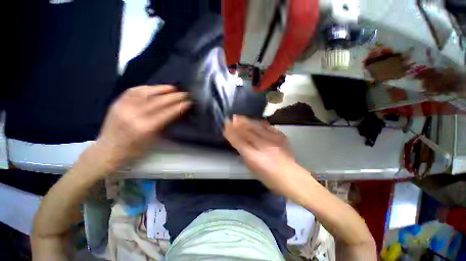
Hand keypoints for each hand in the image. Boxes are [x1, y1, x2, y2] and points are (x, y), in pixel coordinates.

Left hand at [95, 85, 190, 168]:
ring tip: (173, 88)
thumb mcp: (154, 140)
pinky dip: (146, 88)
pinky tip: (155, 87)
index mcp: (145, 128)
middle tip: (185, 94)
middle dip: (175, 96)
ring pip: (146, 93)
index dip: (180, 106)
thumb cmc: (135, 151)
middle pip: (159, 101)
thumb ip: (166, 124)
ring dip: (162, 89)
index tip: (189, 102)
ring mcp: (123, 107)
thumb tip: (177, 112)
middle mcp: (134, 115)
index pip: (167, 112)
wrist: (107, 152)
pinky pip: (133, 91)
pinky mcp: (116, 103)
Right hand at [224, 115, 297, 193]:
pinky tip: (255, 121)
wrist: (291, 177)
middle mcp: (264, 146)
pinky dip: (259, 123)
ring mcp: (274, 139)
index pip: (240, 142)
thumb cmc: (269, 177)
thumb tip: (237, 144)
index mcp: (255, 157)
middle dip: (237, 124)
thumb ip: (244, 155)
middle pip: (247, 132)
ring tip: (239, 117)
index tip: (226, 126)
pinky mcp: (281, 136)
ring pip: (257, 126)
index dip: (231, 133)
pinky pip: (268, 126)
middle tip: (231, 118)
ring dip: (246, 121)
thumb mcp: (253, 169)